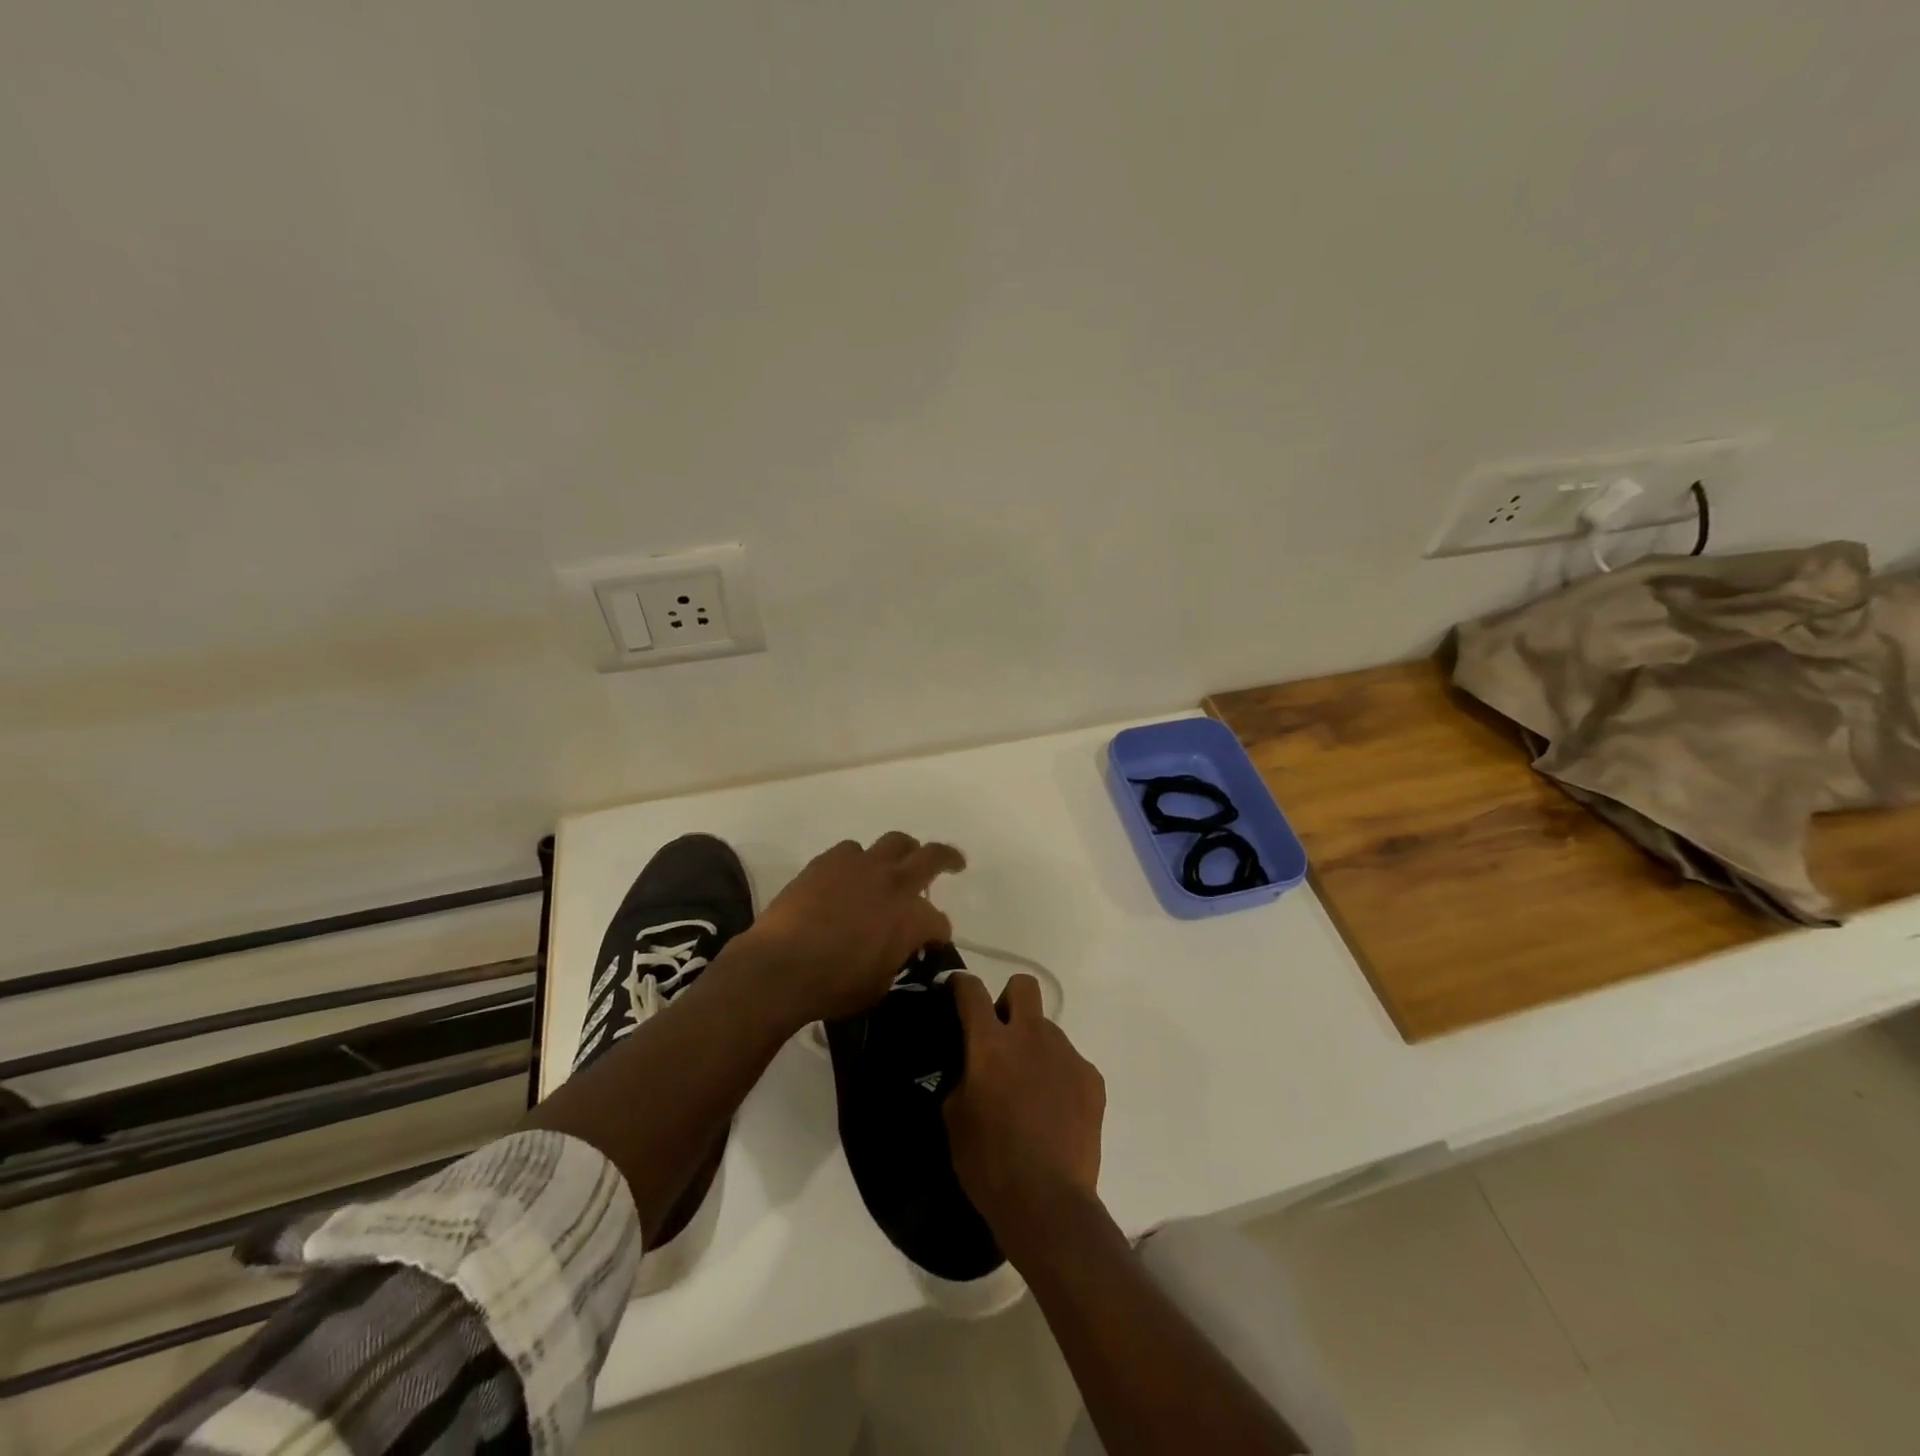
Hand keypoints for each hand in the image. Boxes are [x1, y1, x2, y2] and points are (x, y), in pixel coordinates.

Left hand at [741, 832, 964, 1026]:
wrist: (780, 967)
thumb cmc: (833, 986)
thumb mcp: (879, 984)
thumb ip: (896, 958)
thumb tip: (897, 949)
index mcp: (912, 917)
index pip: (939, 922)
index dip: (938, 934)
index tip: (932, 943)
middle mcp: (893, 882)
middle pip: (931, 856)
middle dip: (947, 858)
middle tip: (953, 863)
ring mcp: (860, 866)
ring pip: (893, 842)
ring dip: (901, 853)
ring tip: (897, 863)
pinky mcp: (828, 861)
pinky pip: (851, 850)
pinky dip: (858, 861)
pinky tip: (850, 875)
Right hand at [944, 971, 1105, 1260]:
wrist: (1047, 1202)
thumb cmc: (989, 1162)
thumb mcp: (954, 1118)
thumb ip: (963, 1077)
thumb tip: (972, 1066)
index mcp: (991, 1043)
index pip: (972, 991)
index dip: (961, 984)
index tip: (956, 990)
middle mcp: (1031, 1036)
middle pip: (1023, 986)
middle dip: (1009, 999)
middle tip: (1001, 1035)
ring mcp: (1066, 1055)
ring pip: (1048, 1030)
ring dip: (1035, 1047)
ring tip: (1030, 1090)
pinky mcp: (1092, 1079)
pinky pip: (1071, 1063)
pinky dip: (1060, 1077)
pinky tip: (1055, 1112)